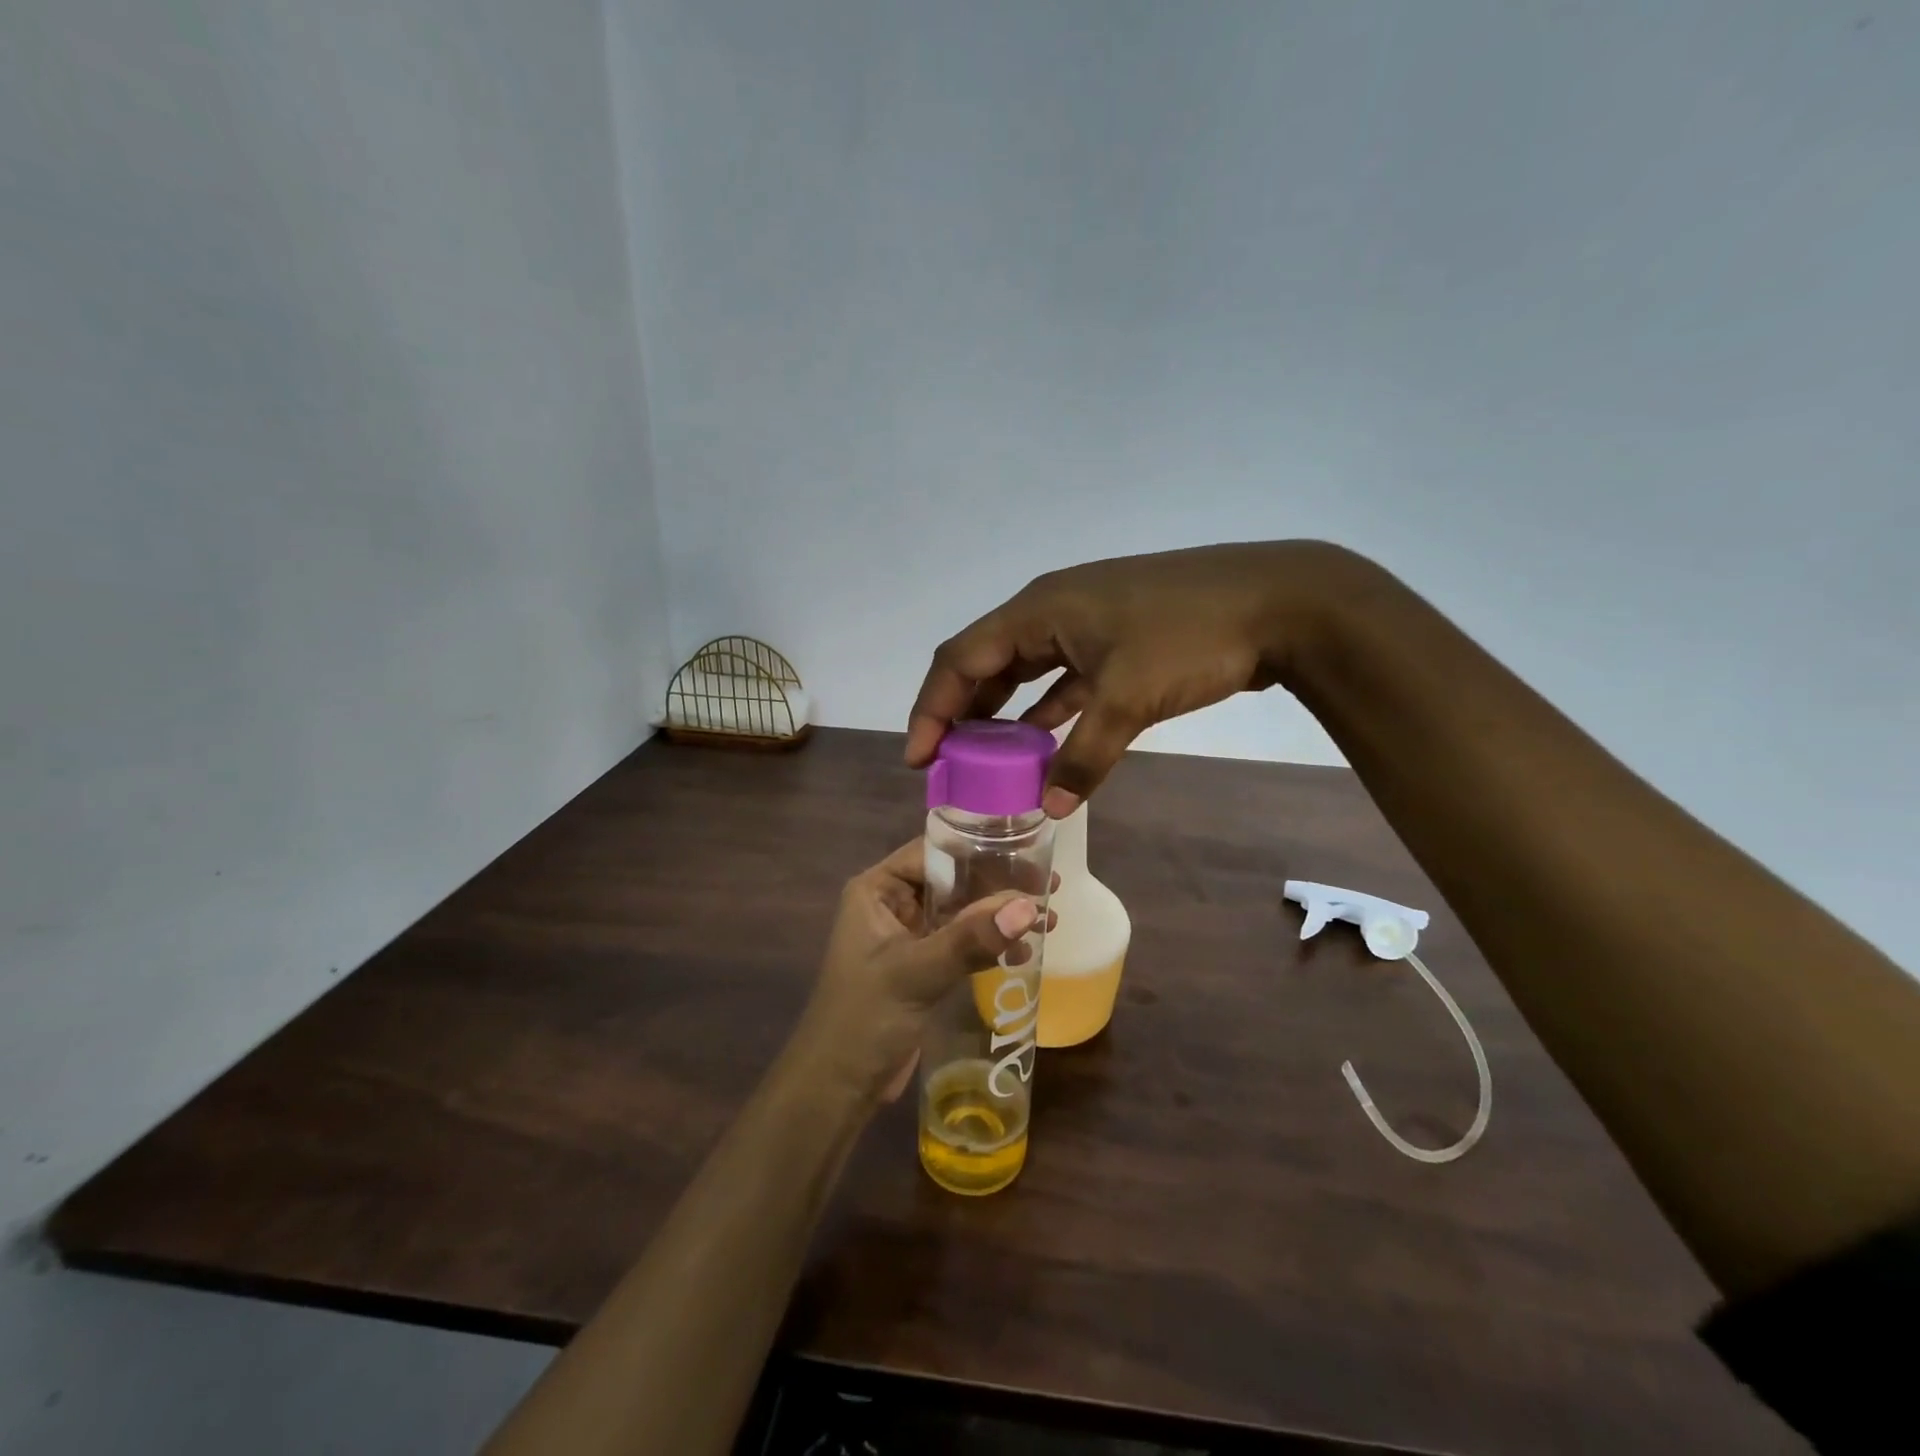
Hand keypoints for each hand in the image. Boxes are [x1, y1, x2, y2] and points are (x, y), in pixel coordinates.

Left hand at [796, 840, 1050, 1103]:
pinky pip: (962, 942)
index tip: (1028, 854)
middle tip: (1050, 888)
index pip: (934, 852)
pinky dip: (991, 944)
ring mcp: (908, 935)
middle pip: (953, 880)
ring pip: (962, 912)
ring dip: (1001, 917)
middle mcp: (893, 904)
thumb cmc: (865, 1018)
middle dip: (999, 886)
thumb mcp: (918, 972)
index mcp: (878, 889)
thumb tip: (1030, 906)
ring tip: (1051, 919)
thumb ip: (972, 938)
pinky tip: (1025, 951)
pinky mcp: (923, 966)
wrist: (838, 1087)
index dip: (980, 850)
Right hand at [906, 541, 1358, 813]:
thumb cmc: (1191, 637)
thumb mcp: (1130, 700)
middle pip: (986, 662)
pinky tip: (1040, 743)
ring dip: (1002, 713)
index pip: (961, 657)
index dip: (932, 707)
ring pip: (1024, 671)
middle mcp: (1052, 611)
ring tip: (984, 760)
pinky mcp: (1115, 642)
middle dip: (961, 712)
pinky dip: (1047, 711)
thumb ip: (1085, 757)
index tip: (920, 758)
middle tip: (945, 763)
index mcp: (1040, 610)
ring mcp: (1085, 624)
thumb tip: (1052, 809)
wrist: (1280, 600)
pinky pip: (1063, 679)